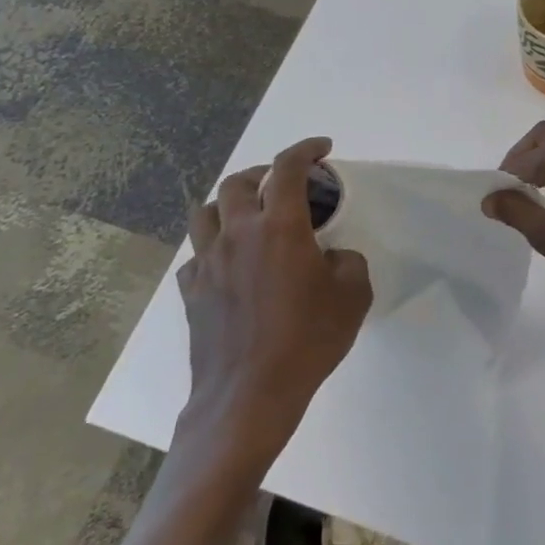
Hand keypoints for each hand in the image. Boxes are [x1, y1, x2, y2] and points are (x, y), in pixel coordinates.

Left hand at [174, 137, 371, 462]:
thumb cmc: (308, 340)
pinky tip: (230, 266)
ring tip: (250, 216)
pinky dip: (214, 249)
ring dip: (230, 203)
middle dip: (263, 172)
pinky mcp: (191, 292)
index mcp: (279, 227)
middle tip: (285, 183)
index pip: (288, 168)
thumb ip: (348, 262)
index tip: (323, 148)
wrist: (249, 395)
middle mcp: (237, 234)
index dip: (306, 149)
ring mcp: (208, 263)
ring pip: (206, 212)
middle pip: (238, 182)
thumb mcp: (353, 296)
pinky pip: (197, 256)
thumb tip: (330, 256)